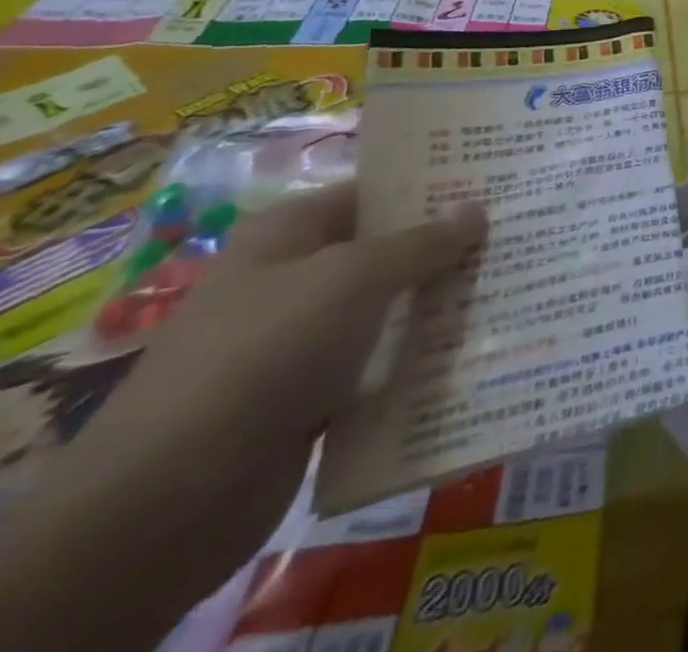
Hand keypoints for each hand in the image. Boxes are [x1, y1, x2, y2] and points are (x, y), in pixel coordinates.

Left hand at [0, 183, 486, 651]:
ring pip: (388, 309)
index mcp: (289, 233)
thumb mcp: (354, 279)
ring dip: (440, 305)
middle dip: (449, 247)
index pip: (376, 190)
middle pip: (387, 250)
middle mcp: (292, 278)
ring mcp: (299, 341)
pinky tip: (474, 351)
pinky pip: (378, 363)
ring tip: (513, 288)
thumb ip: (422, 242)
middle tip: (521, 235)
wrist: (166, 502)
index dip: (435, 186)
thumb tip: (478, 207)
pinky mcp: (309, 397)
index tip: (500, 185)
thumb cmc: (265, 354)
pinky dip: (419, 358)